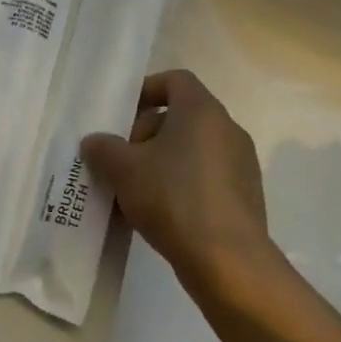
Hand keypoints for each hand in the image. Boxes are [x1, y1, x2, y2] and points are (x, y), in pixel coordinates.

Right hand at [80, 70, 275, 296]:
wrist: (228, 261)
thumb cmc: (174, 197)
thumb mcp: (125, 170)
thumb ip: (104, 149)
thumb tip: (94, 142)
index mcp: (202, 110)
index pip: (175, 80)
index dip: (147, 90)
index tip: (124, 115)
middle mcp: (227, 128)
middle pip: (182, 116)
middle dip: (148, 133)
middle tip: (124, 160)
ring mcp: (241, 163)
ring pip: (194, 149)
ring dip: (164, 162)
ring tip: (137, 191)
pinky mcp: (246, 196)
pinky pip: (208, 177)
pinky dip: (184, 184)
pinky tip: (163, 214)